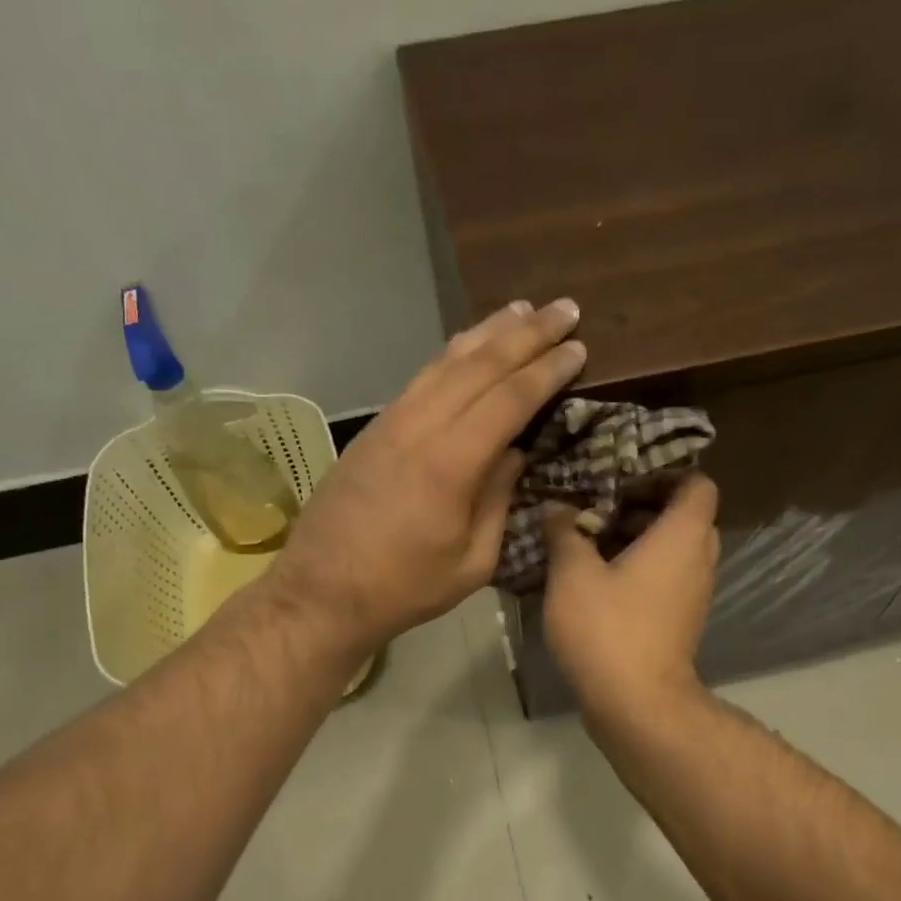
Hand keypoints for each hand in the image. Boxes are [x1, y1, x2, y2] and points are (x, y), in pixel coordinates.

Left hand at [271, 299, 585, 651]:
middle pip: (479, 365)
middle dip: (526, 334)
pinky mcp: (374, 429)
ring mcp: (391, 422)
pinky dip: (451, 354)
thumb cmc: (404, 588)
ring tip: (521, 310)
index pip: (509, 399)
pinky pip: (421, 377)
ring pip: (445, 362)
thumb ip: (499, 502)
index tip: (578, 347)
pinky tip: (468, 345)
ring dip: (487, 332)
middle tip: (563, 308)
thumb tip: (515, 453)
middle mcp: (420, 428)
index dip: (546, 370)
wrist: (321, 591)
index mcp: (450, 465)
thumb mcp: (471, 562)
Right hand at [542, 473, 720, 717]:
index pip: (697, 484)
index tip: (623, 480)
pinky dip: (642, 570)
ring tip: (592, 542)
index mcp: (682, 535)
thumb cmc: (608, 628)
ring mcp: (694, 594)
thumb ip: (565, 533)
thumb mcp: (572, 574)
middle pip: (686, 516)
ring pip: (675, 550)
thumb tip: (558, 509)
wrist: (637, 703)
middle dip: (644, 507)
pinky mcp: (681, 621)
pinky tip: (598, 580)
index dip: (666, 474)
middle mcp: (699, 559)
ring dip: (640, 541)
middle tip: (601, 507)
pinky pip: (668, 579)